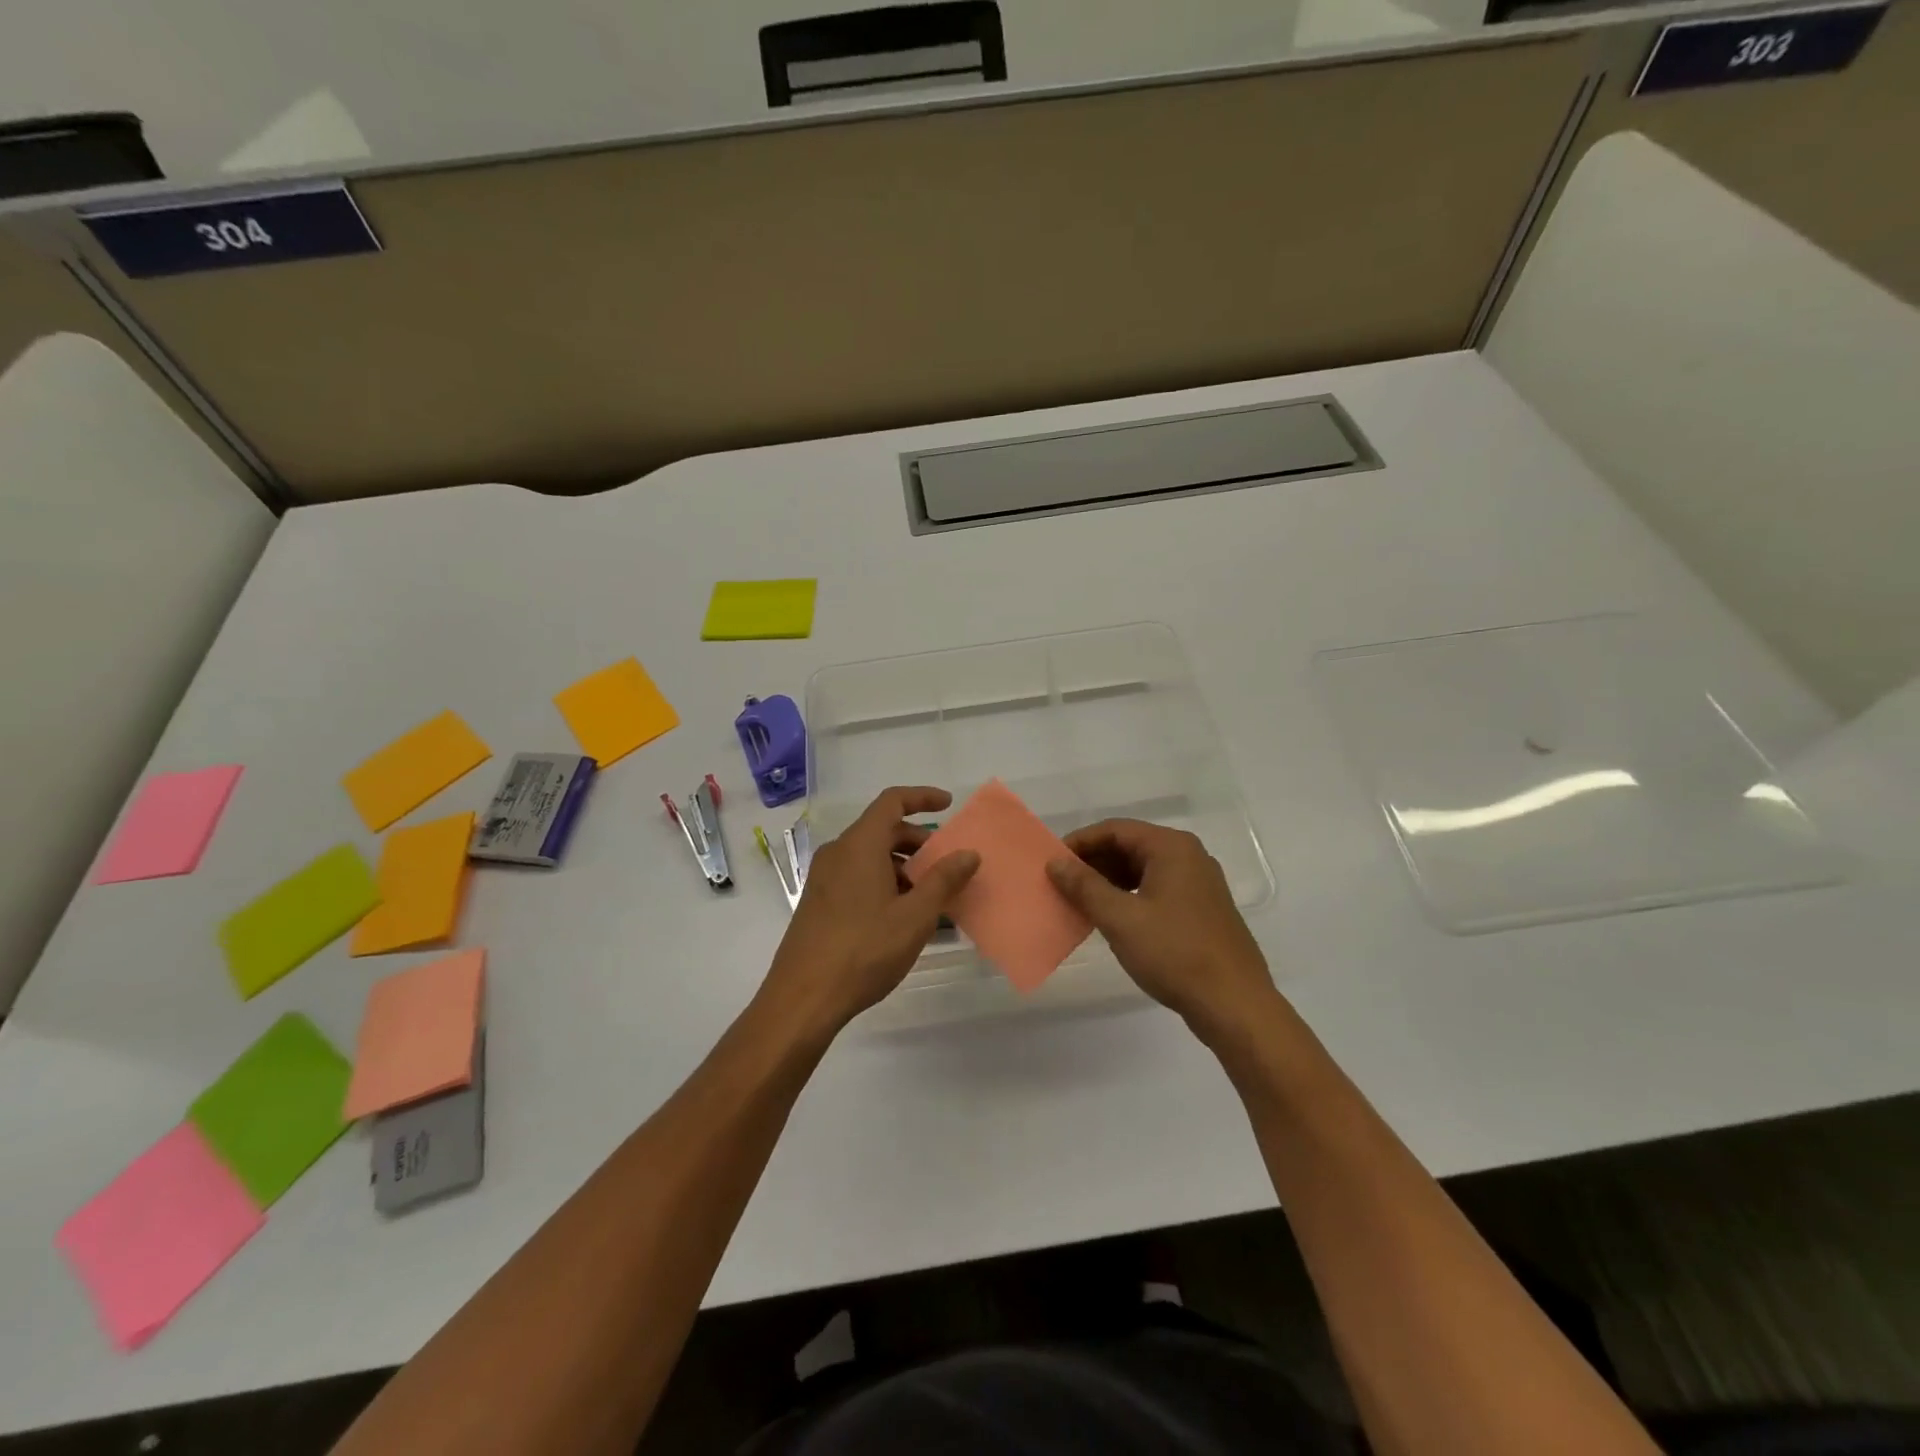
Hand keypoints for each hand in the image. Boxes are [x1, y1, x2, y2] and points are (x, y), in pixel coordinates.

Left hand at [761, 786, 979, 1037]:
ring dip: (903, 868)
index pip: (892, 802)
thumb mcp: (914, 917)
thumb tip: (969, 853)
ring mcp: (824, 878)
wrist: (803, 998)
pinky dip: (884, 884)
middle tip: (946, 865)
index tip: (948, 805)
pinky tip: (903, 918)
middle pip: (882, 830)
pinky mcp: (818, 902)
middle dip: (918, 842)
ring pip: (870, 857)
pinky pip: (857, 877)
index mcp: (859, 845)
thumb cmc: (863, 950)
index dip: (922, 797)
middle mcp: (838, 853)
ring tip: (930, 899)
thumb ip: (944, 880)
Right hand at [1047, 820, 1278, 1042]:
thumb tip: (1055, 862)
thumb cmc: (1175, 954)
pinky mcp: (1202, 909)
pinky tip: (1112, 919)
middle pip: (1130, 846)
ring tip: (1081, 903)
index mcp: (1172, 847)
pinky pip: (1157, 889)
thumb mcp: (1121, 919)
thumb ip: (1085, 886)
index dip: (1080, 843)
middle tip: (1062, 885)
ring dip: (1109, 881)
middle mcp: (1189, 856)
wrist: (1235, 1005)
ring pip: (1143, 869)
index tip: (1052, 863)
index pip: (1115, 830)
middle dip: (1093, 863)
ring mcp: (1199, 883)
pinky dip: (1130, 897)